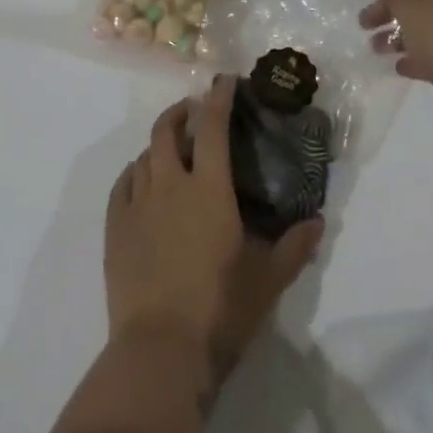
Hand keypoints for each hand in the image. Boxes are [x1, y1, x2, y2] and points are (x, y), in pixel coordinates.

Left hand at [105, 76, 321, 388]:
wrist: (160, 351)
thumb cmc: (220, 310)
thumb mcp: (268, 281)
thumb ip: (295, 247)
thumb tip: (318, 222)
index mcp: (209, 190)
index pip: (212, 128)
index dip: (218, 98)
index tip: (224, 80)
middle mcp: (170, 186)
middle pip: (167, 130)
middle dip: (181, 112)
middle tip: (194, 111)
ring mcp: (137, 206)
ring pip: (143, 156)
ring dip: (158, 144)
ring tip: (171, 150)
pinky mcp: (115, 229)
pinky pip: (122, 185)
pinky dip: (134, 173)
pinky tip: (141, 181)